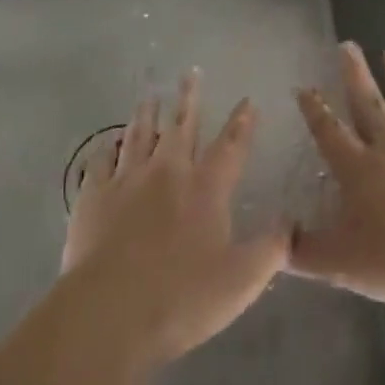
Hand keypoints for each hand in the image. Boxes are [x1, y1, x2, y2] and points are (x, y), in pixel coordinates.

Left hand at [62, 71, 290, 369]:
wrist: (109, 312)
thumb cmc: (181, 298)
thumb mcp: (241, 282)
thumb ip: (271, 250)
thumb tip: (291, 224)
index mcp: (206, 188)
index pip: (231, 146)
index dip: (242, 123)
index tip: (247, 100)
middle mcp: (168, 172)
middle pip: (182, 126)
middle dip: (190, 98)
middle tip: (191, 72)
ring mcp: (127, 180)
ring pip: (139, 134)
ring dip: (147, 113)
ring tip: (150, 94)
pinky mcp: (93, 196)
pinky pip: (100, 162)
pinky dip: (106, 150)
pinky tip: (107, 145)